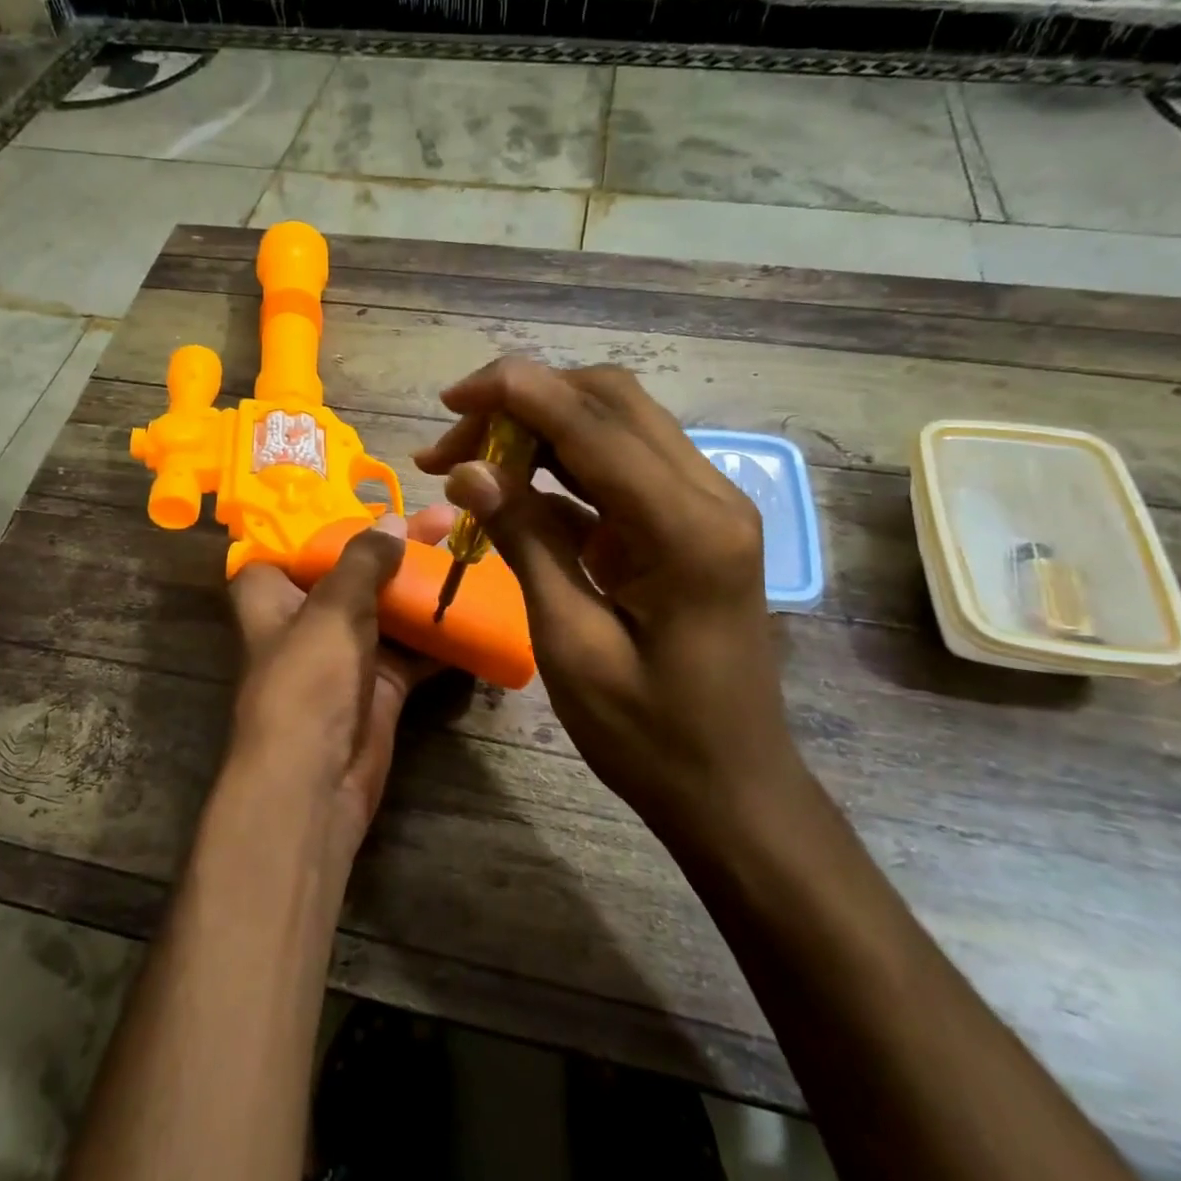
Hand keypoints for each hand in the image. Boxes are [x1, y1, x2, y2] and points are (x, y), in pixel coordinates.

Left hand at [224, 505, 456, 873]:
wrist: (315, 783)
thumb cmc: (307, 681)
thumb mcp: (332, 608)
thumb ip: (363, 559)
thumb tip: (393, 522)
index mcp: (271, 592)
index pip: (296, 540)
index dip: (331, 518)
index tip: (373, 497)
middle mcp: (306, 617)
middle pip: (353, 570)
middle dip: (396, 548)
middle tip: (443, 520)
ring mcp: (345, 652)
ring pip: (386, 607)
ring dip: (422, 586)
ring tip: (466, 551)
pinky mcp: (378, 684)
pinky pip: (412, 649)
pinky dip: (438, 633)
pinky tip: (474, 607)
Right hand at [415, 360, 803, 861]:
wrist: (732, 789)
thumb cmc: (649, 734)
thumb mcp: (570, 642)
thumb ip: (524, 542)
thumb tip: (468, 469)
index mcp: (685, 526)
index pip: (592, 421)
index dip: (515, 392)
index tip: (449, 399)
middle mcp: (708, 493)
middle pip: (609, 401)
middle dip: (523, 402)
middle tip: (453, 443)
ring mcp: (704, 504)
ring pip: (613, 424)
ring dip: (538, 428)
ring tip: (466, 462)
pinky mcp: (689, 522)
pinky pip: (619, 467)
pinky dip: (560, 466)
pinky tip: (510, 491)